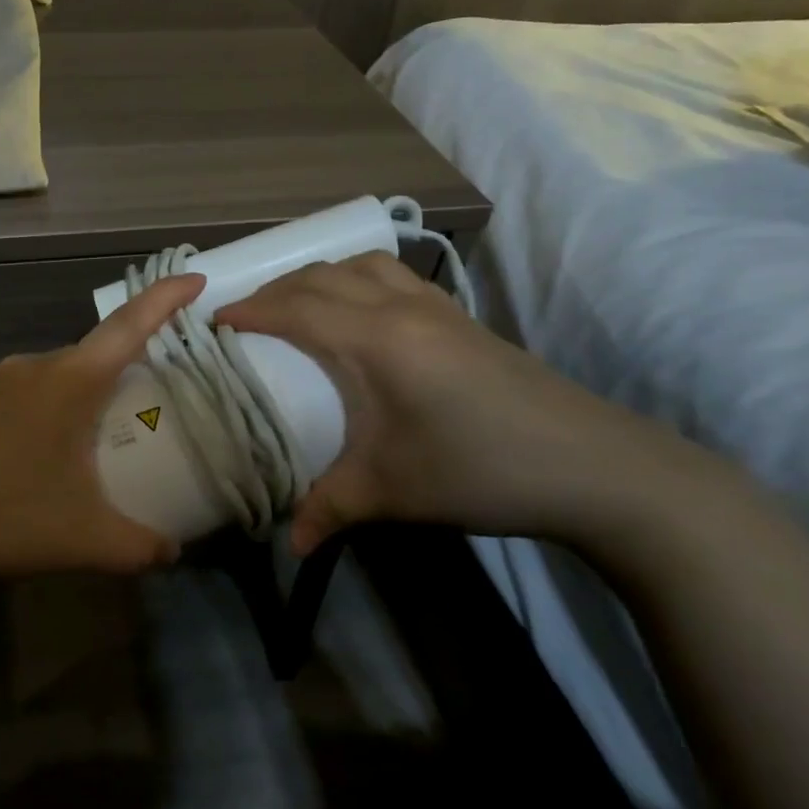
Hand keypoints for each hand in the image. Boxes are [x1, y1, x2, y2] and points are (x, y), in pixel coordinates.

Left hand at [0, 274, 206, 584]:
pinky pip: (17, 394)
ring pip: (52, 379)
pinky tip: (25, 460)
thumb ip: (138, 547)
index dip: (166, 298)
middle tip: (139, 420)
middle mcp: (31, 365)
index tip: (195, 278)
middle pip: (92, 358)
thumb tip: (174, 552)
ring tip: (80, 454)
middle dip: (121, 379)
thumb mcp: (82, 539)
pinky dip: (37, 414)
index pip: (130, 324)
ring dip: (75, 404)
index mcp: (69, 381)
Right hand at [216, 254, 715, 555]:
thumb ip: (328, 509)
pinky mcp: (461, 318)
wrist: (594, 466)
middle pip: (323, 276)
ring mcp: (437, 307)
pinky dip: (358, 280)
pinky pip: (393, 277)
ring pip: (362, 266)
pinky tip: (360, 315)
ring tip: (298, 307)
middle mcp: (402, 308)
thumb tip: (287, 542)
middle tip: (247, 317)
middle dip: (277, 289)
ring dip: (320, 278)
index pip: (297, 308)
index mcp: (377, 340)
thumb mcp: (391, 491)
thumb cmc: (479, 471)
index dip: (250, 310)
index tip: (214, 322)